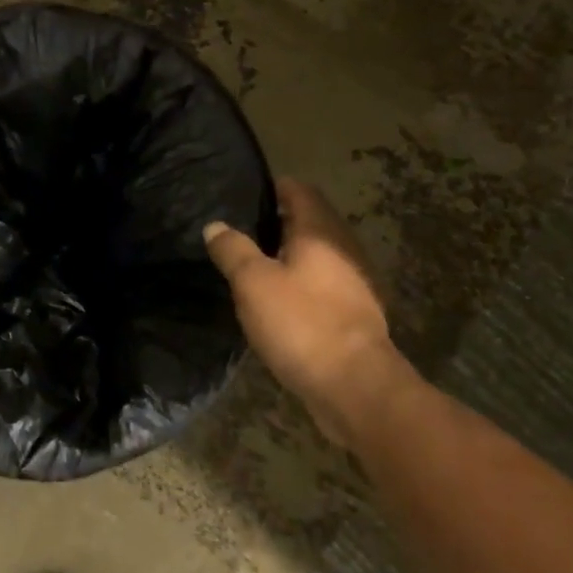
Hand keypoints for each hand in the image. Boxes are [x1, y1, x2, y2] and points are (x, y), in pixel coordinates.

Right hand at [204, 178, 399, 431]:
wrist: (355, 385)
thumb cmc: (301, 322)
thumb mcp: (253, 282)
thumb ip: (233, 249)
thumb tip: (215, 225)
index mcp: (320, 232)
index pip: (300, 192)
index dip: (274, 187)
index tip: (247, 192)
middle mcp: (343, 249)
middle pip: (312, 222)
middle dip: (280, 221)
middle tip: (243, 228)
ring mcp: (355, 283)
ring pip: (318, 255)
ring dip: (291, 254)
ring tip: (256, 263)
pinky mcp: (356, 314)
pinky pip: (325, 284)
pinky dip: (303, 282)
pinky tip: (280, 299)